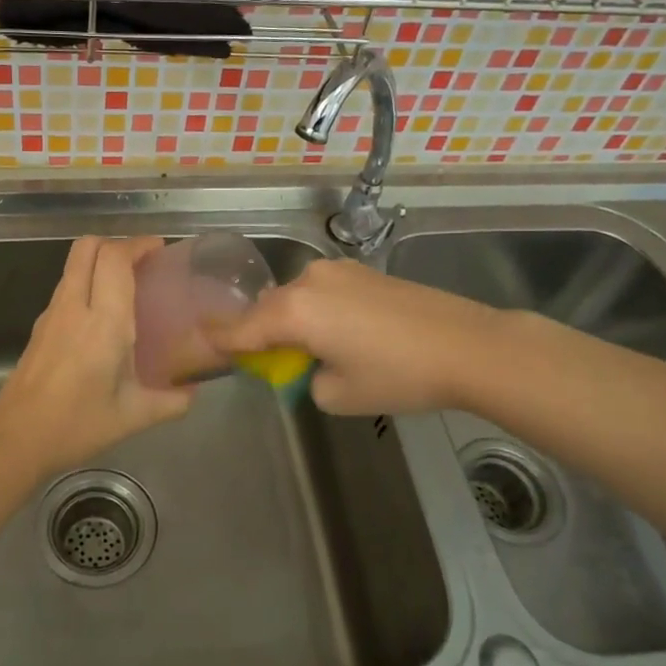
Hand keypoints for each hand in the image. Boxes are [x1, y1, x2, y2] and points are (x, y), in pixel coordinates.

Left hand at [0, 236, 195, 481]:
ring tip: (125, 283)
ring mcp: (52, 314)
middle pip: (87, 247)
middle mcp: (75, 307)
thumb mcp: (134, 416)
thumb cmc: (78, 425)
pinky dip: (85, 282)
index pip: (115, 259)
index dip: (138, 244)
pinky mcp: (39, 327)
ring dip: (99, 260)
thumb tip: (194, 392)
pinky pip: (65, 287)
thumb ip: (172, 402)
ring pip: (72, 264)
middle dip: (116, 243)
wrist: (17, 440)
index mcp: (104, 323)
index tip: (160, 249)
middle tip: (142, 261)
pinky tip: (101, 313)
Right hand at [209, 258, 497, 414]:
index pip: (240, 327)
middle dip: (260, 333)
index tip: (195, 340)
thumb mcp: (338, 394)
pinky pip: (322, 292)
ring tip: (310, 351)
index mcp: (294, 311)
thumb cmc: (398, 375)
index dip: (218, 338)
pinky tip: (339, 333)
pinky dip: (316, 311)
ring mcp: (339, 270)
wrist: (470, 346)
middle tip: (266, 362)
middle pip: (266, 308)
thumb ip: (305, 379)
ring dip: (291, 321)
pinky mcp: (364, 271)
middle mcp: (308, 280)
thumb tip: (308, 365)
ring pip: (295, 298)